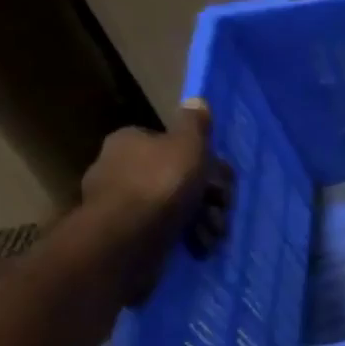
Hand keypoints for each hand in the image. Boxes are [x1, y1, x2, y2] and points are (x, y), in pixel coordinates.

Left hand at [79, 100, 233, 298]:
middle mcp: (120, 168)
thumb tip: (196, 100)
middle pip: (179, 176)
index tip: (221, 179)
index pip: (174, 145)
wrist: (127, 238)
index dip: (204, 161)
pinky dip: (187, 236)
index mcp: (130, 142)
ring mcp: (122, 203)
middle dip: (208, 195)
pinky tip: (200, 245)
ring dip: (203, 218)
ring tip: (214, 233)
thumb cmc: (161, 183)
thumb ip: (195, 124)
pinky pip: (165, 229)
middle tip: (224, 208)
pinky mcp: (126, 233)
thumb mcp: (187, 144)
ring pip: (176, 205)